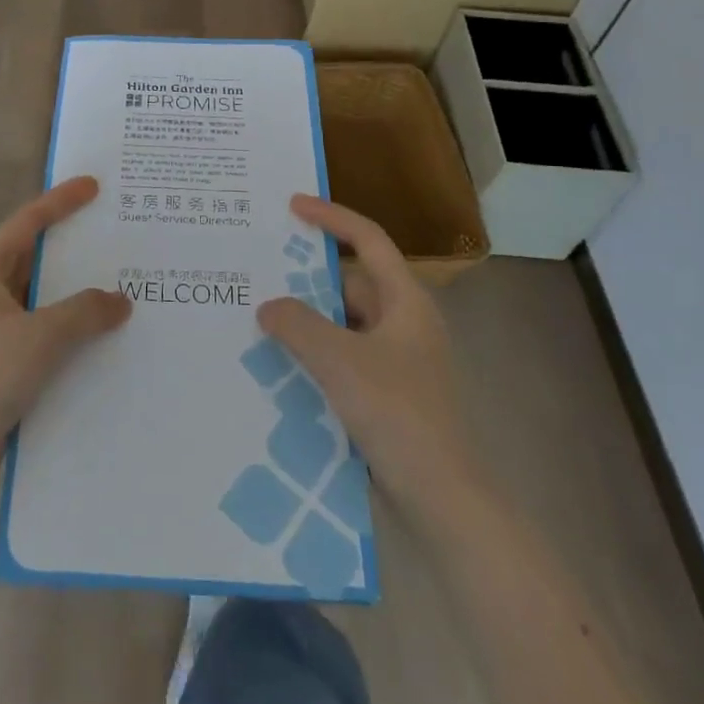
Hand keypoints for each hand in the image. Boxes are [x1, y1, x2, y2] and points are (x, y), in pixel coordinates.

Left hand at [0, 177, 131, 492]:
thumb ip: (84, 313)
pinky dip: (70, 331)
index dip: (60, 201)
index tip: (93, 186)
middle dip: (73, 248)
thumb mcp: (40, 337)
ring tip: (120, 287)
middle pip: (35, 259)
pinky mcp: (1, 365)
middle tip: (115, 236)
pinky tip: (101, 340)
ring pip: (42, 301)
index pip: (27, 223)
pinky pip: (43, 335)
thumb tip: (120, 301)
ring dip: (75, 296)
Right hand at [258, 195, 471, 526]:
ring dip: (308, 319)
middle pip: (352, 282)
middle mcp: (404, 323)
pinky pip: (343, 357)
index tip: (292, 205)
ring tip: (260, 316)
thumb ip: (298, 325)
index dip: (332, 217)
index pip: (368, 240)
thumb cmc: (398, 414)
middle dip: (308, 276)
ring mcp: (397, 361)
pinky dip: (315, 353)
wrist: (443, 498)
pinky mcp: (386, 394)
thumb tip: (268, 306)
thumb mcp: (340, 361)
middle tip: (261, 269)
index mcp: (406, 302)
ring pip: (344, 323)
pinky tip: (280, 363)